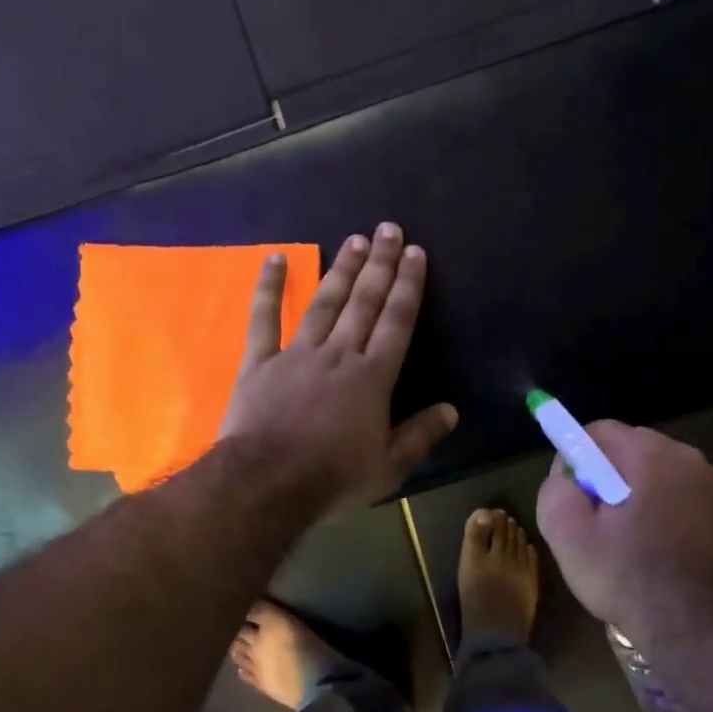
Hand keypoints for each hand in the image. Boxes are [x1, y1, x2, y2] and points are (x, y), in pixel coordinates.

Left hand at [221, 223, 457, 515]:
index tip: (415, 254)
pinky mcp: (260, 362)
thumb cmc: (332, 478)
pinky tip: (275, 258)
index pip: (397, 322)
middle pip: (363, 302)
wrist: (267, 483)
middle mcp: (338, 355)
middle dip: (379, 265)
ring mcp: (296, 354)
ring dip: (341, 270)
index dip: (408, 286)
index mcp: (372, 378)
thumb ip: (420, 436)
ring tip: (354, 240)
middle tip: (389, 229)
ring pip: (324, 303)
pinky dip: (269, 288)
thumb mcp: (388, 467)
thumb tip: (452, 411)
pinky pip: (264, 318)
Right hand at [535, 422, 712, 655]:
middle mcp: (687, 457)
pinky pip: (682, 493)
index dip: (576, 458)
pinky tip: (659, 546)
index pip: (600, 431)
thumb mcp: (567, 535)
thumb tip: (566, 473)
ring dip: (638, 492)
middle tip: (598, 522)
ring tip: (629, 539)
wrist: (696, 625)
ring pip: (658, 472)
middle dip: (608, 475)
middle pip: (631, 448)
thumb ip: (556, 489)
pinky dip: (665, 508)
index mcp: (650, 455)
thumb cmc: (627, 576)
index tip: (574, 495)